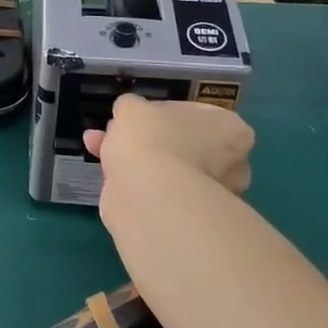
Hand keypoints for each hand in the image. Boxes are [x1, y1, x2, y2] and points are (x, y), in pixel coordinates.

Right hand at [84, 94, 253, 193]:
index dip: (161, 112)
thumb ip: (132, 107)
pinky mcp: (187, 219)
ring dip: (135, 159)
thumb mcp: (132, 107)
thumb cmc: (152, 139)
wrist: (149, 196)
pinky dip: (134, 182)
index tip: (138, 117)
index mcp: (230, 129)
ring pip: (166, 169)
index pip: (195, 113)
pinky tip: (106, 173)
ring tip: (96, 147)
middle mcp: (231, 164)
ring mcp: (211, 196)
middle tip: (118, 133)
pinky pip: (157, 192)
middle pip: (182, 144)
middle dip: (148, 139)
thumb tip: (132, 115)